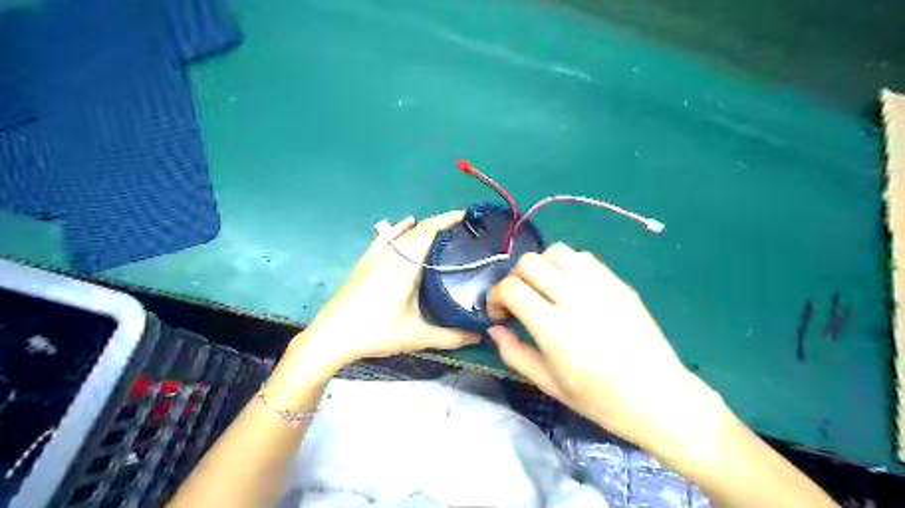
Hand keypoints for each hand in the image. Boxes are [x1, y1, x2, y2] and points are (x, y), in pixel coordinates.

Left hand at [295, 210, 484, 377]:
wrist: (331, 336)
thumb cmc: (375, 333)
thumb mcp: (416, 337)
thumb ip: (450, 337)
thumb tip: (479, 336)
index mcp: (405, 266)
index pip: (429, 231)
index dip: (448, 219)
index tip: (466, 215)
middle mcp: (390, 254)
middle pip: (418, 229)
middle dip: (441, 223)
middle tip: (462, 228)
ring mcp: (375, 255)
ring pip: (403, 232)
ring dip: (423, 227)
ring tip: (441, 230)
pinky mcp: (364, 261)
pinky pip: (386, 237)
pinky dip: (399, 228)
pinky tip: (406, 224)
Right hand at [487, 244, 722, 450]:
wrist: (658, 397)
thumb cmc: (600, 400)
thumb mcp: (549, 384)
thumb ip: (515, 353)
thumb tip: (495, 329)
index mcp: (555, 329)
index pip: (512, 289)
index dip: (495, 296)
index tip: (499, 313)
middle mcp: (576, 299)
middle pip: (530, 263)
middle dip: (514, 279)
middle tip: (519, 301)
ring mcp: (600, 287)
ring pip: (556, 251)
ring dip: (541, 267)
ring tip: (545, 289)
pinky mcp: (618, 283)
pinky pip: (583, 258)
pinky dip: (567, 266)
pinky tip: (570, 288)